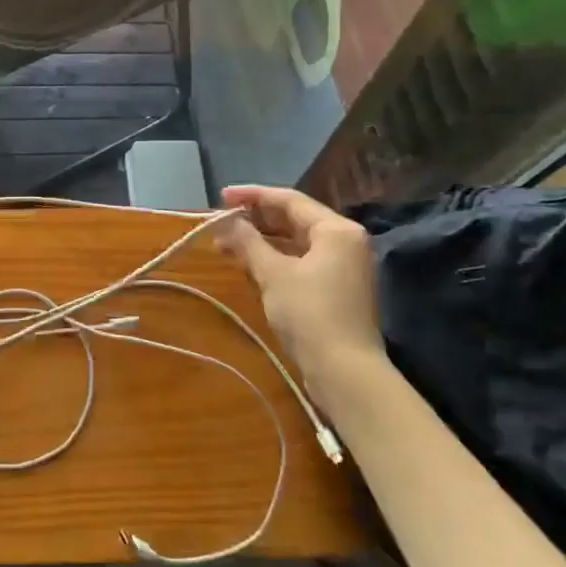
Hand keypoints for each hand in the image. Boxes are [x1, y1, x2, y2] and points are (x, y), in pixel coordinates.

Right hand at [215, 186, 393, 410]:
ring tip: (226, 244)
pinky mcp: (335, 288)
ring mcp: (342, 266)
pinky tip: (248, 263)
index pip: (290, 199)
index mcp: (336, 229)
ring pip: (295, 242)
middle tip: (221, 222)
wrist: (344, 371)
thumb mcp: (273, 273)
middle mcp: (344, 241)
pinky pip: (300, 261)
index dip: (253, 196)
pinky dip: (274, 258)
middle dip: (255, 220)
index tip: (221, 197)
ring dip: (262, 241)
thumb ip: (248, 241)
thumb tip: (226, 220)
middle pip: (294, 219)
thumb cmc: (310, 313)